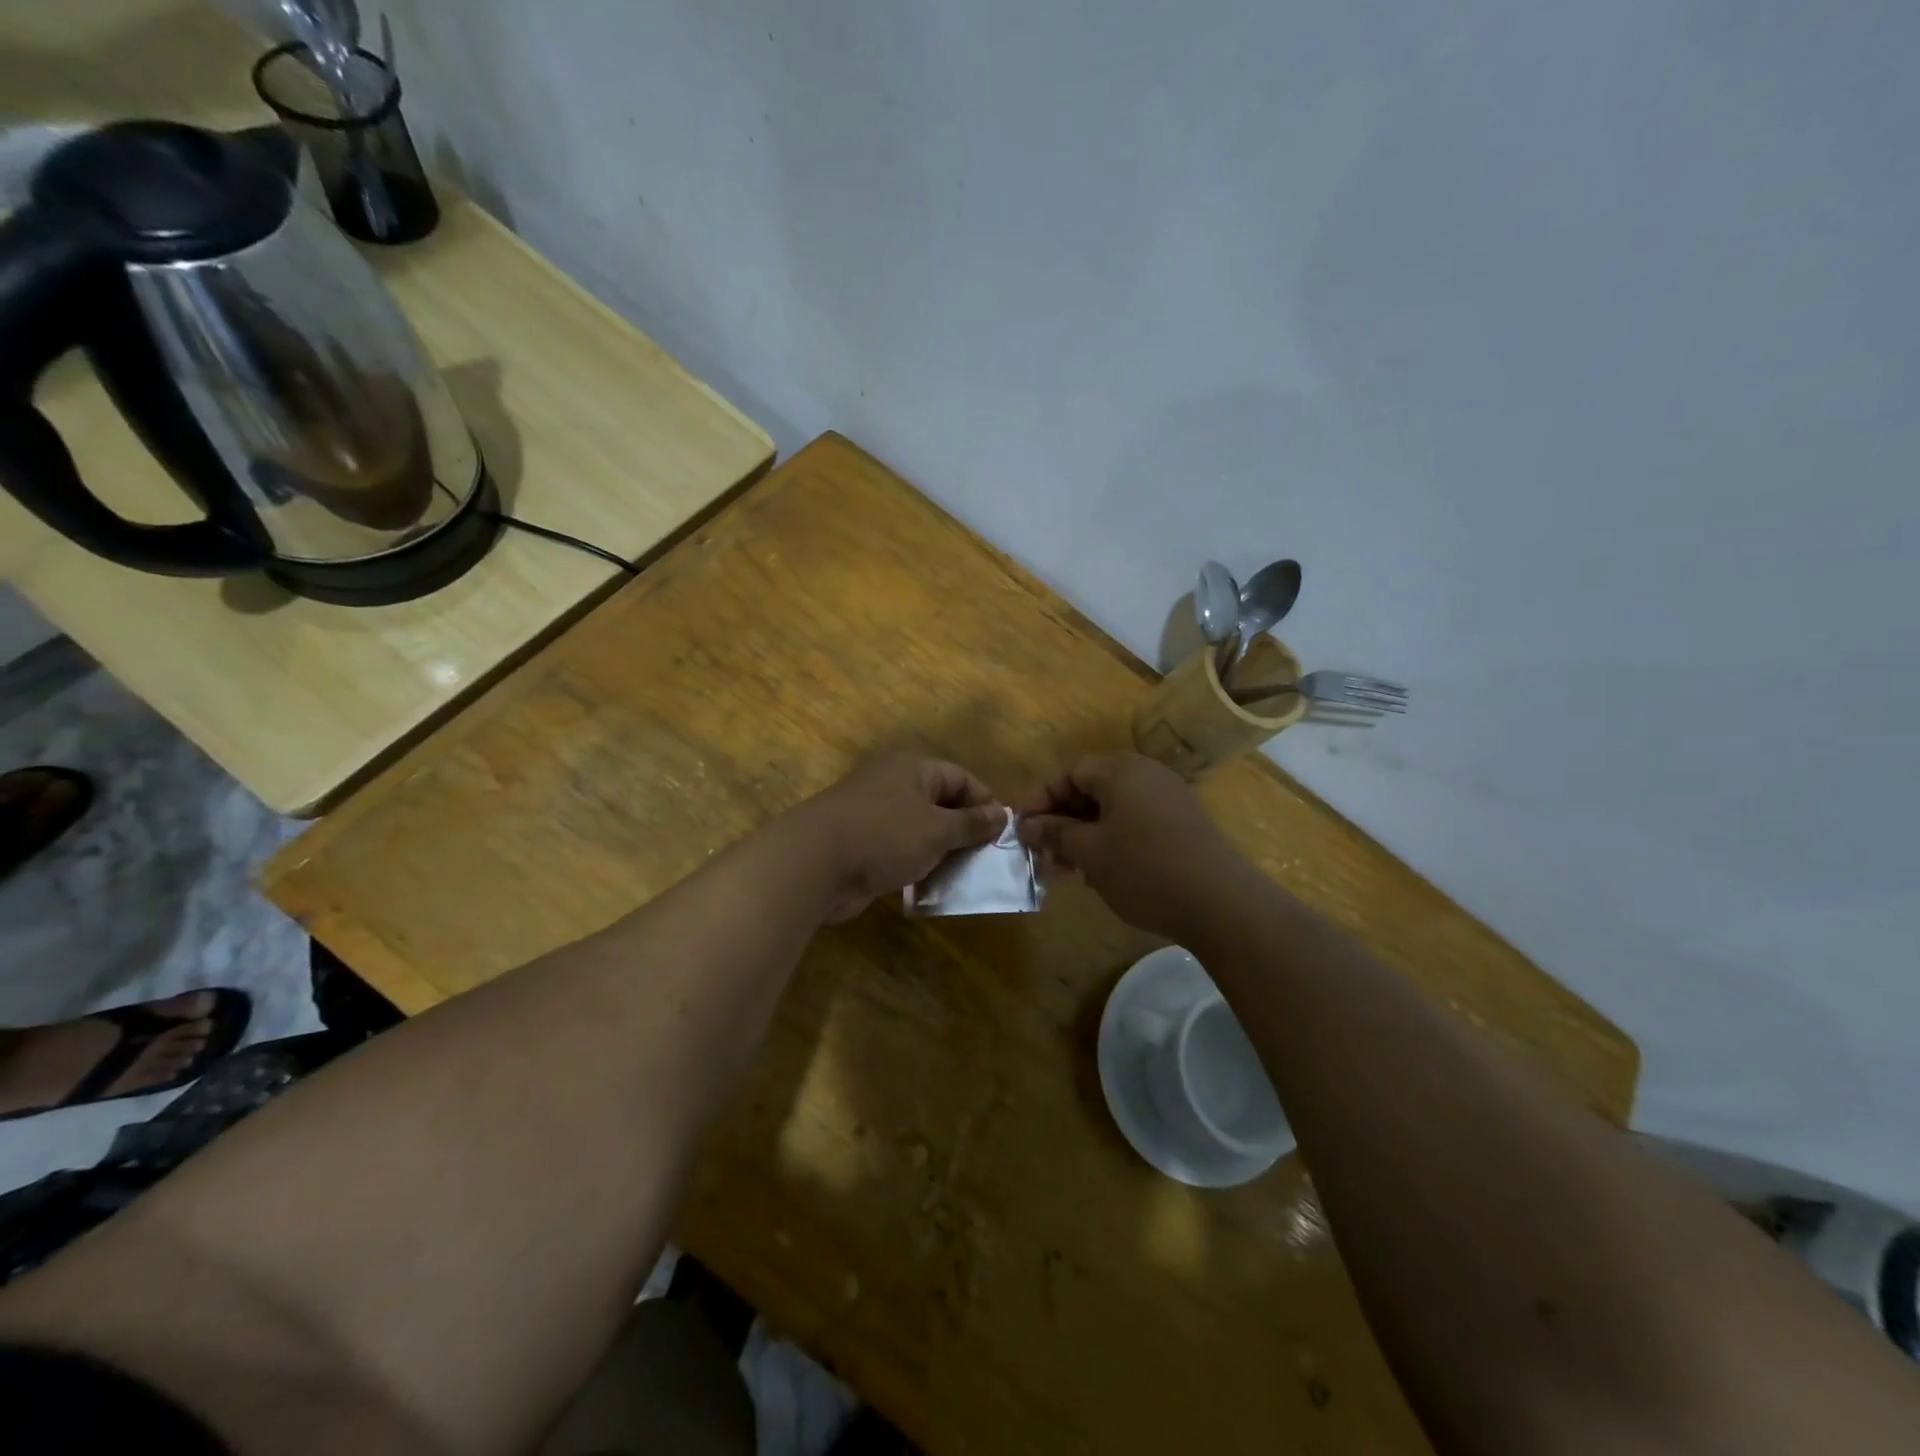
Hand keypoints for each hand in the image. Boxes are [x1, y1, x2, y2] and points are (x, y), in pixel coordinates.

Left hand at [795, 754, 1006, 922]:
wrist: (813, 863)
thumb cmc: (884, 835)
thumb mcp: (937, 829)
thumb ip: (971, 823)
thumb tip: (1001, 814)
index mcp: (912, 769)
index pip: (960, 778)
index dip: (984, 803)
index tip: (1002, 833)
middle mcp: (893, 786)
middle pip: (940, 804)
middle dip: (964, 831)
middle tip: (987, 860)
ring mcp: (874, 816)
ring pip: (920, 831)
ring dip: (941, 853)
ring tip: (964, 877)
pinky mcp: (861, 846)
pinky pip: (899, 852)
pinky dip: (917, 866)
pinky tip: (931, 888)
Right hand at [1017, 753, 1241, 939]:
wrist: (1221, 902)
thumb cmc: (1144, 869)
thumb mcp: (1090, 853)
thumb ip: (1055, 833)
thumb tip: (1027, 826)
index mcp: (1120, 771)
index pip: (1069, 773)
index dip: (1042, 800)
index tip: (1024, 830)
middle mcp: (1146, 774)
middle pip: (1091, 789)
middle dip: (1063, 822)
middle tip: (1046, 856)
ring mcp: (1169, 797)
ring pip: (1113, 809)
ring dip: (1086, 835)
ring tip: (1072, 871)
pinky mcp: (1184, 822)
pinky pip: (1136, 821)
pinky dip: (1113, 840)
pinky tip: (1106, 873)